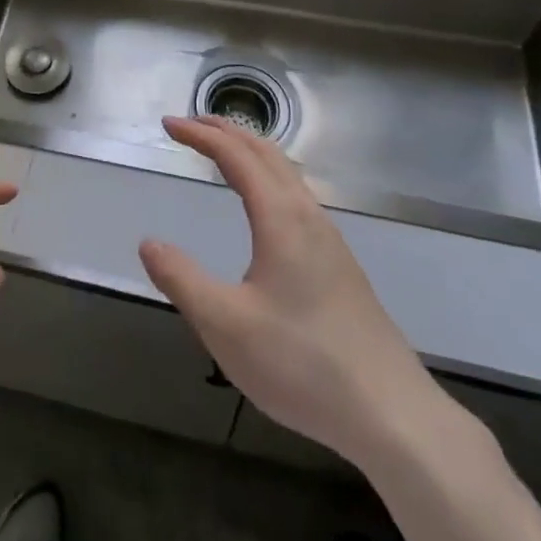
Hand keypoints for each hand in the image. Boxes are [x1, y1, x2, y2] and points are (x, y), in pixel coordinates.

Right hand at [139, 117, 438, 465]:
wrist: (392, 415)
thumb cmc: (302, 364)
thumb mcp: (225, 326)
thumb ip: (182, 280)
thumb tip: (149, 242)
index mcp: (281, 217)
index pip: (235, 156)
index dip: (200, 135)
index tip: (168, 125)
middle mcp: (308, 216)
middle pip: (266, 152)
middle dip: (226, 131)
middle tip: (190, 125)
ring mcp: (330, 240)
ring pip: (287, 173)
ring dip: (251, 151)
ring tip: (223, 154)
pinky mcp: (341, 265)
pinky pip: (298, 196)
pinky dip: (269, 176)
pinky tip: (265, 207)